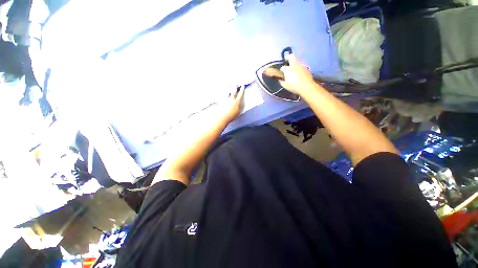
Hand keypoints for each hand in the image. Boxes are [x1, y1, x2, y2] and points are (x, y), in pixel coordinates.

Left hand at [219, 85, 244, 122]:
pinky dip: (224, 92)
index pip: (240, 94)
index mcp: (236, 102)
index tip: (242, 86)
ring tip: (229, 84)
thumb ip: (239, 106)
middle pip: (233, 91)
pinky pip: (223, 95)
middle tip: (235, 82)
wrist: (223, 117)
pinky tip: (223, 91)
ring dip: (229, 88)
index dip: (242, 90)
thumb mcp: (238, 111)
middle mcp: (231, 99)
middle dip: (235, 86)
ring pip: (228, 92)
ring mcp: (226, 99)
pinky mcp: (221, 101)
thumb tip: (241, 102)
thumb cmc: (231, 116)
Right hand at [279, 54, 315, 94]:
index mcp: (287, 69)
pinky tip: (299, 73)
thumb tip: (280, 80)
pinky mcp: (306, 68)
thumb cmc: (294, 86)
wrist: (306, 86)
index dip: (281, 70)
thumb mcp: (285, 86)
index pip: (283, 67)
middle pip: (291, 56)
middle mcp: (294, 65)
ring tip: (294, 69)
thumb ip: (282, 82)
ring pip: (297, 61)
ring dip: (294, 63)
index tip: (281, 72)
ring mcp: (301, 65)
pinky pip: (301, 66)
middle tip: (287, 61)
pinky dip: (299, 68)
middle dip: (288, 58)